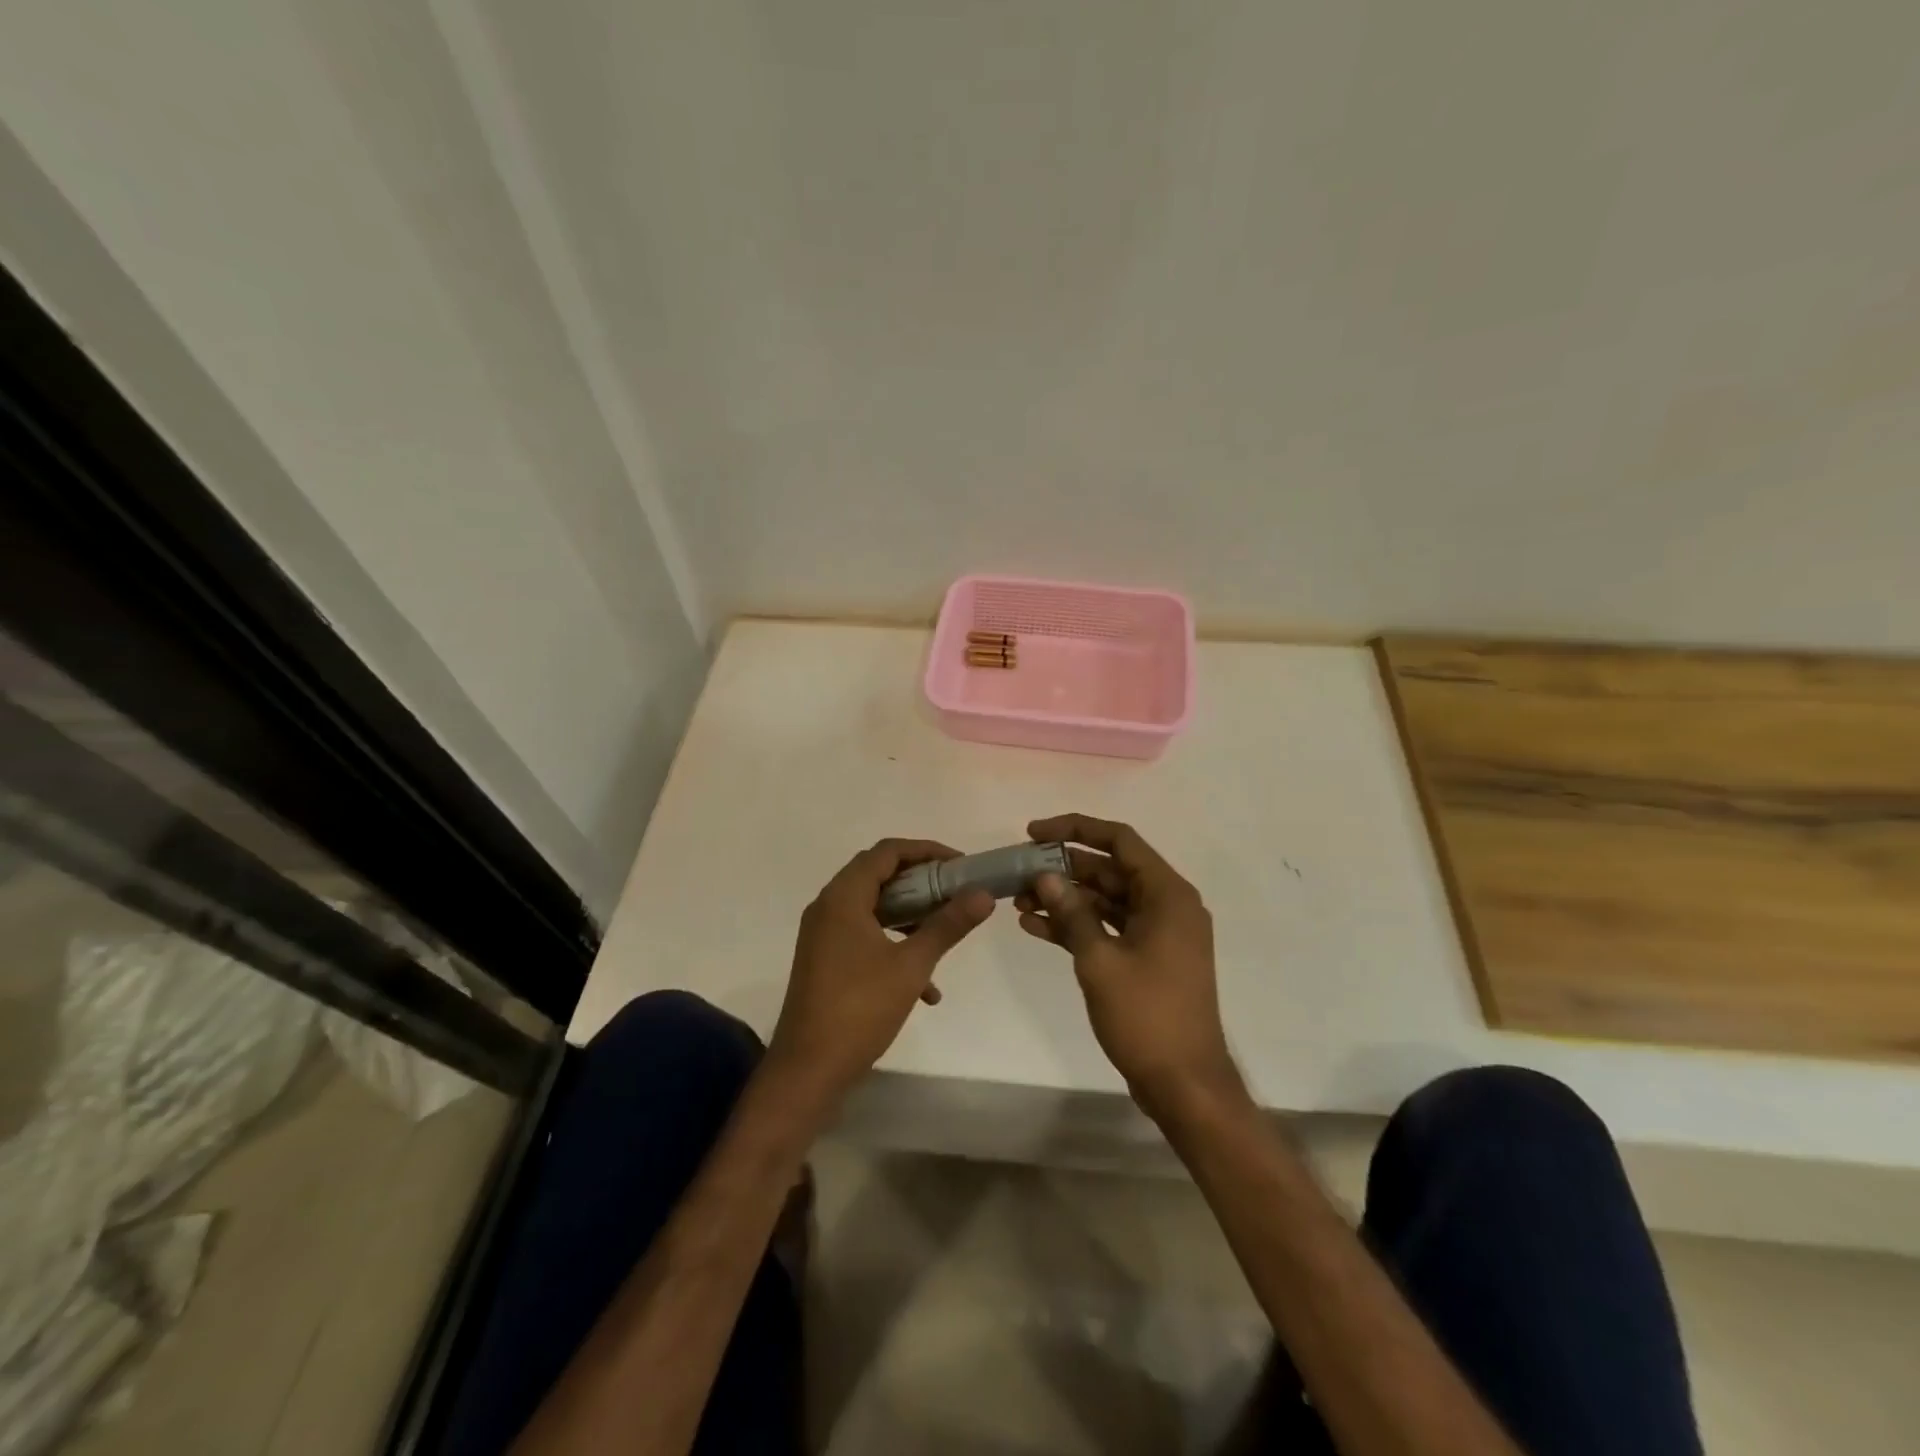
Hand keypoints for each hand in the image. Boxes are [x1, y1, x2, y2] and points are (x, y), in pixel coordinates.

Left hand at [768, 838, 993, 1105]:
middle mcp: (828, 907)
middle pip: (879, 875)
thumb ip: (948, 925)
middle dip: (921, 881)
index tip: (960, 864)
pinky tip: (926, 989)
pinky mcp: (825, 959)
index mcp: (843, 897)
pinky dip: (894, 946)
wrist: (808, 1069)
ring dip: (909, 916)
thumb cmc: (860, 1009)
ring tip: (943, 932)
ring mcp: (823, 934)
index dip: (926, 850)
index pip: (887, 852)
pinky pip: (864, 936)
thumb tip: (983, 895)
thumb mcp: (912, 966)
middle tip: (955, 891)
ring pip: (873, 907)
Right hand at [1016, 814, 1244, 1119]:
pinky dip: (1077, 925)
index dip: (1075, 829)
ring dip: (1065, 899)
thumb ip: (1071, 913)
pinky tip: (1035, 927)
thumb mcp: (1100, 961)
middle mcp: (1167, 905)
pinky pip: (1109, 928)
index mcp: (1167, 894)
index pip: (1119, 840)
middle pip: (1110, 870)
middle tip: (1020, 872)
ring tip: (1019, 902)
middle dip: (1064, 869)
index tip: (1034, 833)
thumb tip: (1044, 876)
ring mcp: (1158, 933)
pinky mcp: (1148, 957)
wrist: (1185, 1084)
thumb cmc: (1147, 1016)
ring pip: (1106, 900)